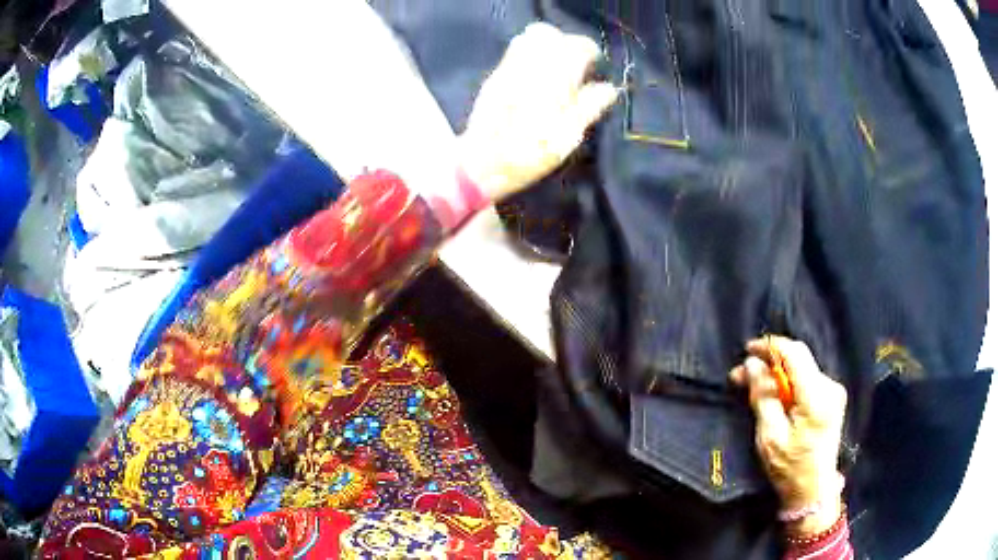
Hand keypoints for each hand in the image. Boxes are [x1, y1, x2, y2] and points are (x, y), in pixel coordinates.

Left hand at [460, 23, 619, 200]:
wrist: (483, 163)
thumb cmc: (532, 152)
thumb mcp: (569, 135)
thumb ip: (591, 106)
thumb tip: (609, 88)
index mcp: (555, 75)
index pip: (579, 46)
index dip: (591, 53)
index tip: (595, 67)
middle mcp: (531, 63)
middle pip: (552, 35)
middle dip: (567, 45)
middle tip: (575, 66)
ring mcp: (509, 67)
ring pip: (530, 38)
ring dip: (547, 47)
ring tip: (555, 69)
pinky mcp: (495, 76)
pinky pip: (514, 52)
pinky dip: (529, 55)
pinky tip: (535, 77)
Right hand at [730, 336, 847, 536]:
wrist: (814, 491)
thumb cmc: (790, 468)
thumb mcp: (770, 436)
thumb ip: (763, 396)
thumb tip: (752, 364)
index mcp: (816, 396)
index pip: (794, 354)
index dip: (770, 347)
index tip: (747, 350)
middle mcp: (830, 386)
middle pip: (798, 359)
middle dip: (769, 362)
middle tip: (741, 375)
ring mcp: (833, 392)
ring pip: (801, 369)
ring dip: (776, 374)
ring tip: (752, 387)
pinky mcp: (832, 399)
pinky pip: (806, 380)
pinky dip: (787, 384)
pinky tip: (773, 396)